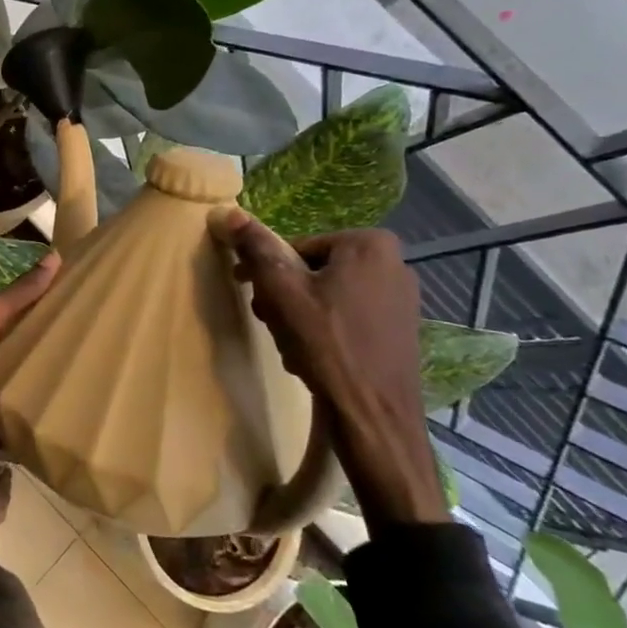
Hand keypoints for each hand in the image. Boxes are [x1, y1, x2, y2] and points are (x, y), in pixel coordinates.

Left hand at [0, 253, 60, 450]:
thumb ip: (20, 294)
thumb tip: (56, 256)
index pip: (12, 322)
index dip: (37, 319)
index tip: (73, 319)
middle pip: (12, 362)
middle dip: (37, 364)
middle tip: (81, 368)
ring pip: (6, 398)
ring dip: (27, 402)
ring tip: (68, 406)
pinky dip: (11, 442)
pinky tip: (40, 445)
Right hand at [215, 212, 446, 531]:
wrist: (374, 417)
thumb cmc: (327, 346)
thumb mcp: (281, 291)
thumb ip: (254, 247)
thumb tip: (225, 211)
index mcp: (369, 244)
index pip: (296, 248)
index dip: (267, 272)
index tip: (251, 296)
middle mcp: (394, 264)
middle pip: (312, 271)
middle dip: (284, 296)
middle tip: (270, 323)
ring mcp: (401, 299)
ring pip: (327, 296)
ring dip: (299, 316)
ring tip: (291, 346)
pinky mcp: (400, 329)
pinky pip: (347, 317)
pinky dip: (324, 331)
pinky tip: (313, 358)